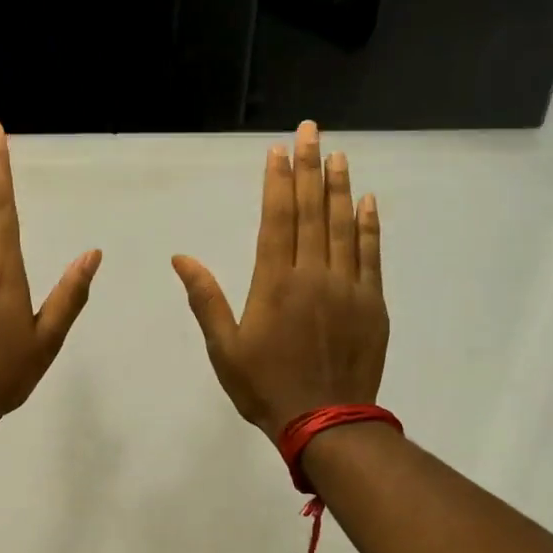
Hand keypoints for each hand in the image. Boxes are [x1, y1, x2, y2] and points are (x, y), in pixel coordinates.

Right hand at [172, 120, 386, 435]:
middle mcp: (312, 274)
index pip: (276, 219)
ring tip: (338, 154)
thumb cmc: (265, 387)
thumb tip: (181, 258)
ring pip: (343, 226)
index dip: (278, 182)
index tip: (279, 151)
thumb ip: (206, 299)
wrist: (325, 421)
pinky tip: (368, 201)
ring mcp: (347, 287)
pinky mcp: (371, 303)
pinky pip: (371, 255)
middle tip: (312, 131)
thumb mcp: (224, 348)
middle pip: (311, 212)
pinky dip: (369, 226)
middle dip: (310, 168)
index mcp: (274, 283)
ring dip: (340, 188)